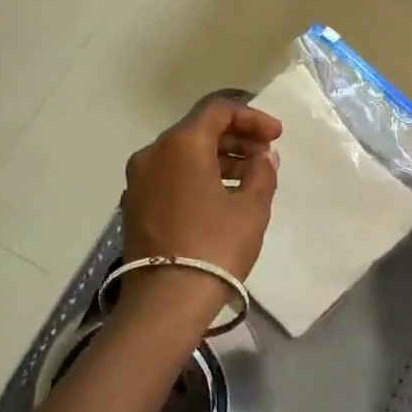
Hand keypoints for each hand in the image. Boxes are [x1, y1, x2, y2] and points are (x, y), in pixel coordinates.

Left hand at [123, 97, 282, 280]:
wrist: (166, 301)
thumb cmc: (215, 247)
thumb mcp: (252, 208)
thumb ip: (262, 172)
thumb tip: (263, 156)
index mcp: (181, 144)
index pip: (218, 110)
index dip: (252, 117)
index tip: (276, 135)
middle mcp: (153, 153)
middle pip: (198, 130)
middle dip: (236, 138)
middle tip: (265, 154)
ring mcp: (139, 180)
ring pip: (183, 154)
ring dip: (218, 158)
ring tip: (249, 177)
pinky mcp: (135, 205)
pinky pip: (170, 175)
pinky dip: (197, 175)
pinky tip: (222, 196)